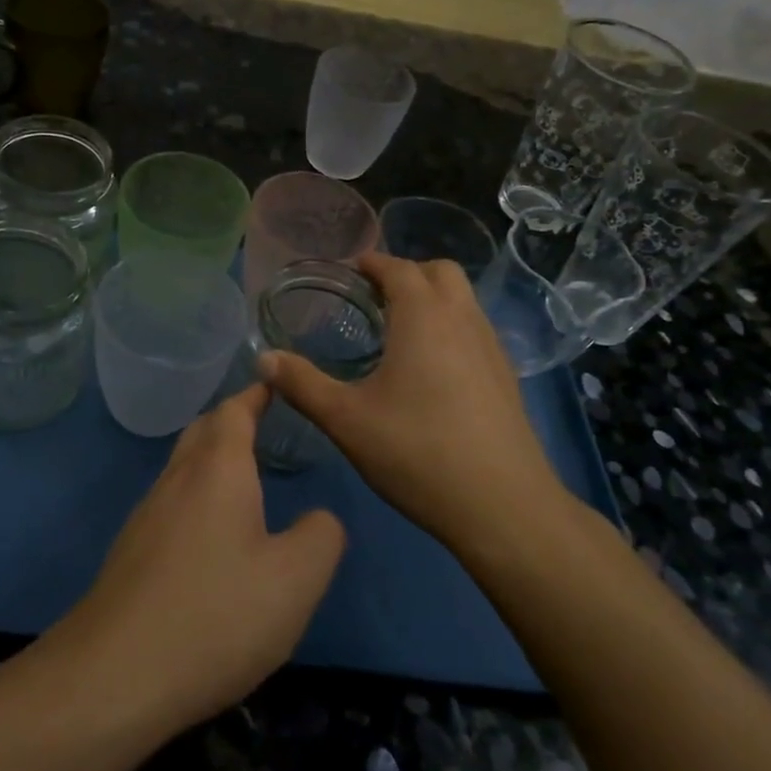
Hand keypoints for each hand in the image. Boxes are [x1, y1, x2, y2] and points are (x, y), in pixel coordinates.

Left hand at [60, 384, 344, 735]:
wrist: (115, 676)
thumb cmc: (215, 615)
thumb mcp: (295, 580)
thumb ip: (321, 537)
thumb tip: (319, 518)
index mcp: (217, 470)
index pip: (234, 411)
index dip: (256, 394)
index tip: (274, 384)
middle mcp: (176, 480)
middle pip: (202, 431)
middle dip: (231, 420)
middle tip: (263, 424)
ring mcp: (146, 515)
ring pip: (182, 468)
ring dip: (212, 460)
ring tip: (244, 478)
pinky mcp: (131, 552)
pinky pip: (171, 504)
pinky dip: (196, 496)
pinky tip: (212, 536)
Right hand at [259, 252, 567, 556]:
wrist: (503, 507)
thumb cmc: (417, 452)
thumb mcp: (345, 420)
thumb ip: (302, 384)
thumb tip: (263, 359)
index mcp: (423, 317)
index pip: (398, 268)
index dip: (372, 263)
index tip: (349, 270)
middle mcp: (463, 320)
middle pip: (440, 272)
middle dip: (407, 273)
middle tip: (374, 298)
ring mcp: (492, 347)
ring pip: (463, 300)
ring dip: (433, 299)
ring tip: (399, 332)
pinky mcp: (507, 376)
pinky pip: (475, 329)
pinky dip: (451, 327)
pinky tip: (432, 370)